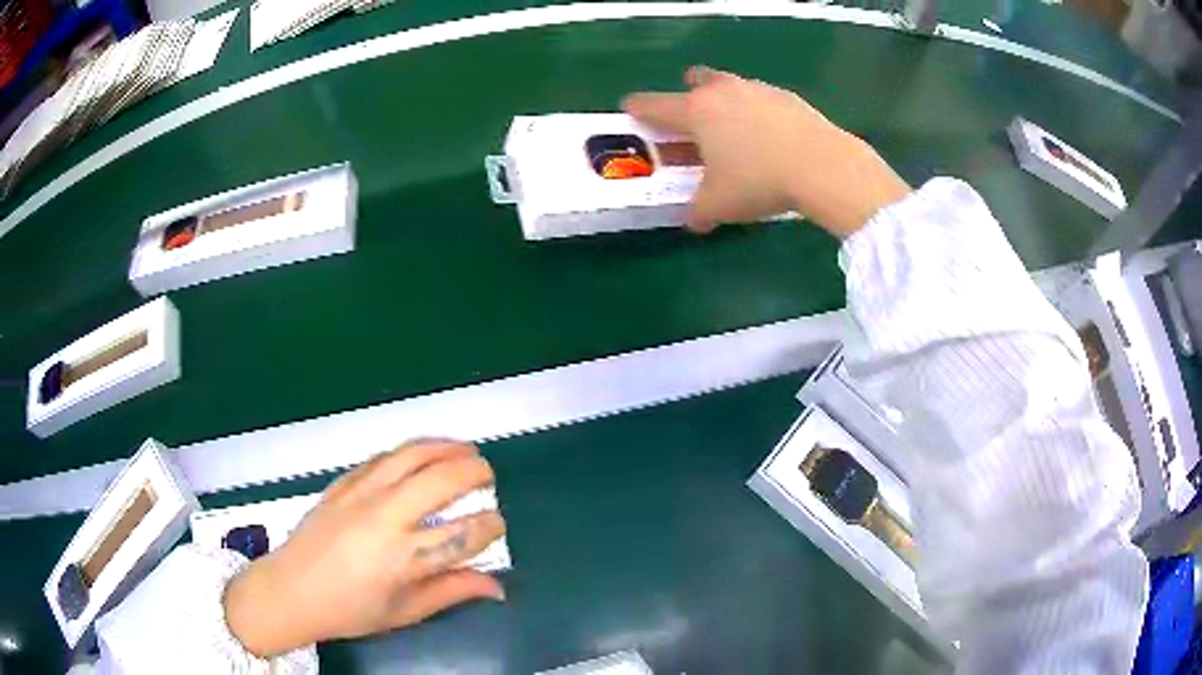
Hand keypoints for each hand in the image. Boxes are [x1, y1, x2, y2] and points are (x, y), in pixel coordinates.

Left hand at [223, 440, 505, 656]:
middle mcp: (385, 517)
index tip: (496, 525)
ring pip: (411, 455)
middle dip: (475, 472)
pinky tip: (421, 454)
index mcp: (403, 557)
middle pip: (442, 480)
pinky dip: (409, 451)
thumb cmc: (350, 610)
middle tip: (488, 477)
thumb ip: (452, 592)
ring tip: (466, 449)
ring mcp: (361, 494)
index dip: (490, 526)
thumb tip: (498, 586)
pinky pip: (382, 457)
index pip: (464, 533)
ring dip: (445, 447)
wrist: (291, 589)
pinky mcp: (342, 483)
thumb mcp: (405, 612)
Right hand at [623, 66, 911, 237]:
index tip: (630, 109)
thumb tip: (694, 220)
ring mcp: (757, 89)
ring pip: (730, 87)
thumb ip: (698, 211)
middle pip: (696, 81)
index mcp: (696, 111)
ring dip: (723, 102)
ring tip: (733, 131)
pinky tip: (768, 137)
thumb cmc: (760, 181)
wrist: (824, 167)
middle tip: (690, 116)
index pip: (654, 105)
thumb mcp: (719, 205)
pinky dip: (755, 112)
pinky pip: (760, 99)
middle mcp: (723, 91)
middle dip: (687, 93)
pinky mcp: (787, 97)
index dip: (637, 108)